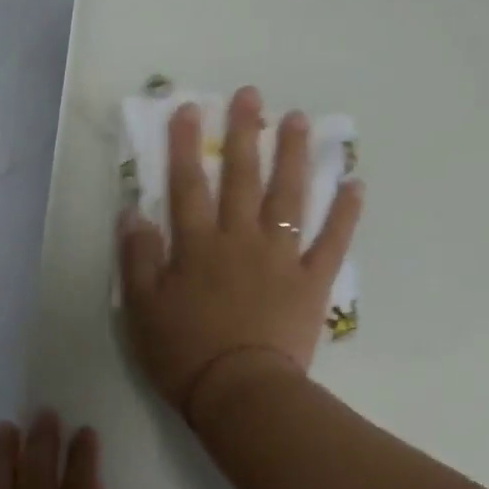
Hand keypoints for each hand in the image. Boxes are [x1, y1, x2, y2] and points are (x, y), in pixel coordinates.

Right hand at [119, 85, 361, 421]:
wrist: (239, 391)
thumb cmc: (183, 354)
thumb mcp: (142, 310)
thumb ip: (138, 260)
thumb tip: (134, 215)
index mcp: (197, 247)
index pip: (187, 186)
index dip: (184, 147)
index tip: (189, 109)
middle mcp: (240, 240)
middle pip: (241, 179)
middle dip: (244, 134)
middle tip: (250, 96)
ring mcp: (280, 257)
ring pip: (288, 197)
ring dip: (293, 156)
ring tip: (299, 120)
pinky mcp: (311, 281)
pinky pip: (331, 240)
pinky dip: (344, 213)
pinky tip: (355, 184)